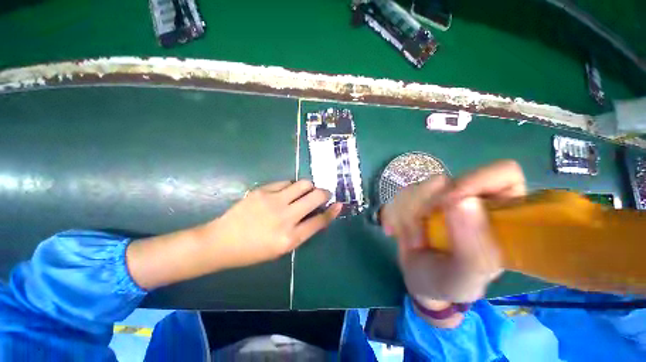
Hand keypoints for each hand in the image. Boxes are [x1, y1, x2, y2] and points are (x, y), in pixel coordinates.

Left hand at [198, 180, 342, 268]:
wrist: (222, 241)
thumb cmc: (253, 250)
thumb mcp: (281, 248)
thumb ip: (301, 231)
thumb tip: (317, 214)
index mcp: (290, 238)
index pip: (319, 221)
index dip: (333, 211)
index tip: (339, 204)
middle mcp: (285, 217)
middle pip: (316, 197)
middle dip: (325, 193)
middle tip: (324, 194)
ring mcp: (273, 201)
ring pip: (303, 184)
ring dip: (309, 186)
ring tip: (306, 190)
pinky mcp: (262, 191)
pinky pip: (286, 182)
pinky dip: (291, 186)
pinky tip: (286, 192)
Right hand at [382, 160, 525, 303]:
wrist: (420, 280)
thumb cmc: (451, 283)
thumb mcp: (465, 277)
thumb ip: (472, 247)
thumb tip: (462, 200)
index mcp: (502, 214)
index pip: (503, 174)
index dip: (476, 180)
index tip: (449, 202)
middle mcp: (471, 198)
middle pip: (445, 181)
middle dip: (424, 208)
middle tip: (418, 235)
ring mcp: (441, 197)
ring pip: (416, 187)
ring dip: (405, 215)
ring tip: (411, 240)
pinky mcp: (417, 199)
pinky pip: (398, 196)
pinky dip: (391, 214)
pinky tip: (393, 231)